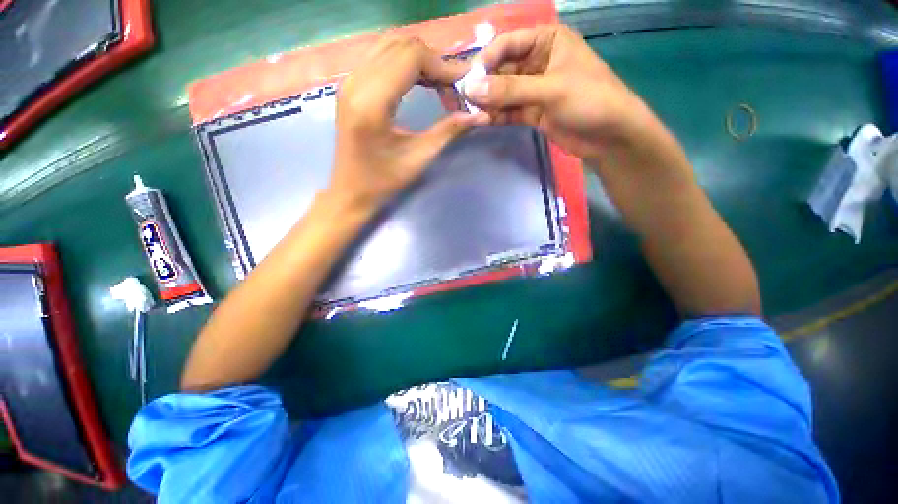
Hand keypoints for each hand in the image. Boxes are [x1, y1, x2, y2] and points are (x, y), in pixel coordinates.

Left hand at [329, 35, 488, 211]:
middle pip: (401, 46)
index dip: (442, 66)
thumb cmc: (384, 181)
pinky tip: (419, 83)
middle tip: (453, 87)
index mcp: (372, 102)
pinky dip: (405, 64)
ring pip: (390, 47)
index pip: (411, 57)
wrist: (350, 191)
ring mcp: (349, 81)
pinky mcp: (349, 85)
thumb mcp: (419, 157)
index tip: (462, 85)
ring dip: (420, 61)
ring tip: (440, 85)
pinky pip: (380, 58)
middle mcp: (355, 82)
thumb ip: (449, 131)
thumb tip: (481, 115)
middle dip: (433, 62)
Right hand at [463, 25, 657, 159]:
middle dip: (485, 85)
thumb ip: (511, 90)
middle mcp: (539, 61)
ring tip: (470, 114)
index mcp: (548, 41)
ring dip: (489, 103)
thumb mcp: (550, 89)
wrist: (609, 137)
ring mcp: (535, 89)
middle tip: (464, 101)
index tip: (468, 79)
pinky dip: (497, 116)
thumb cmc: (589, 100)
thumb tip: (471, 90)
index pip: (508, 44)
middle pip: (503, 70)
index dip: (487, 60)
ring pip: (505, 93)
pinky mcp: (533, 112)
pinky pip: (510, 110)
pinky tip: (483, 122)